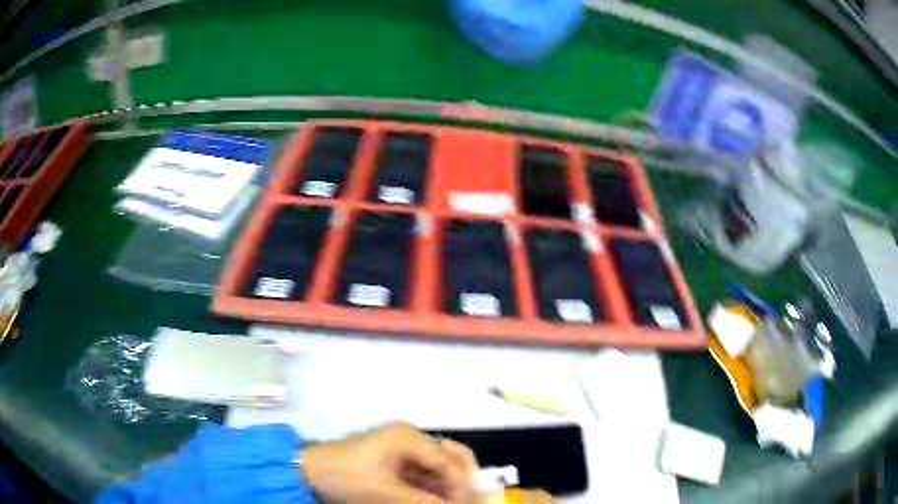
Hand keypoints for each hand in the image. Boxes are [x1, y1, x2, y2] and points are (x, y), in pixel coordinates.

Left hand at [300, 423, 478, 503]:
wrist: (308, 471)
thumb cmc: (346, 476)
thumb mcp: (384, 492)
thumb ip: (422, 501)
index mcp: (408, 438)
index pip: (448, 461)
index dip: (460, 485)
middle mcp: (409, 438)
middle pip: (448, 457)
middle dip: (459, 480)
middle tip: (463, 500)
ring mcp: (401, 448)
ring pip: (437, 467)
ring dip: (445, 486)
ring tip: (449, 502)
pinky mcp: (392, 460)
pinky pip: (421, 473)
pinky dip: (429, 487)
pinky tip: (432, 499)